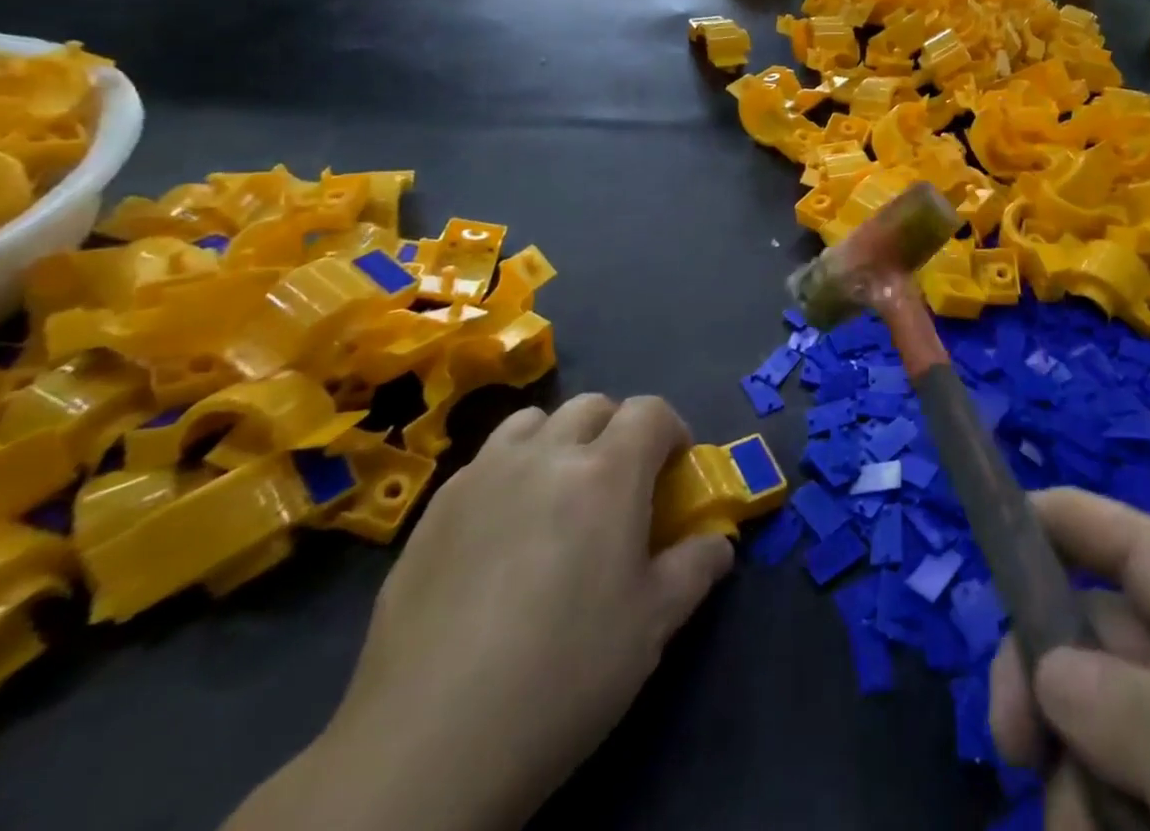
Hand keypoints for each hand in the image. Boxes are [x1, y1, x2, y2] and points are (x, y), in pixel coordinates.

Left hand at [224, 396, 733, 830]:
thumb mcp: (652, 626)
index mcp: (606, 472)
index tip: (674, 472)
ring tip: (557, 493)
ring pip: (533, 422)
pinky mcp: (433, 512)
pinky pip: (484, 463)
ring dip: (558, 440)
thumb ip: (695, 568)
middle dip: (617, 430)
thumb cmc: (564, 674)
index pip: (651, 411)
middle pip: (592, 405)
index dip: (672, 432)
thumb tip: (718, 543)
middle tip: (619, 485)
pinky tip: (500, 533)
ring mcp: (482, 477)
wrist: (431, 743)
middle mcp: (545, 455)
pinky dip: (508, 473)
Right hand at [989, 490, 1149, 830]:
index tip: (1000, 521)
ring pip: (1099, 726)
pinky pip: (1120, 794)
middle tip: (1015, 747)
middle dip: (1046, 679)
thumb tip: (1047, 662)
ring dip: (1072, 779)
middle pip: (1104, 640)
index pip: (1149, 550)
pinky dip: (1095, 820)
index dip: (1075, 519)